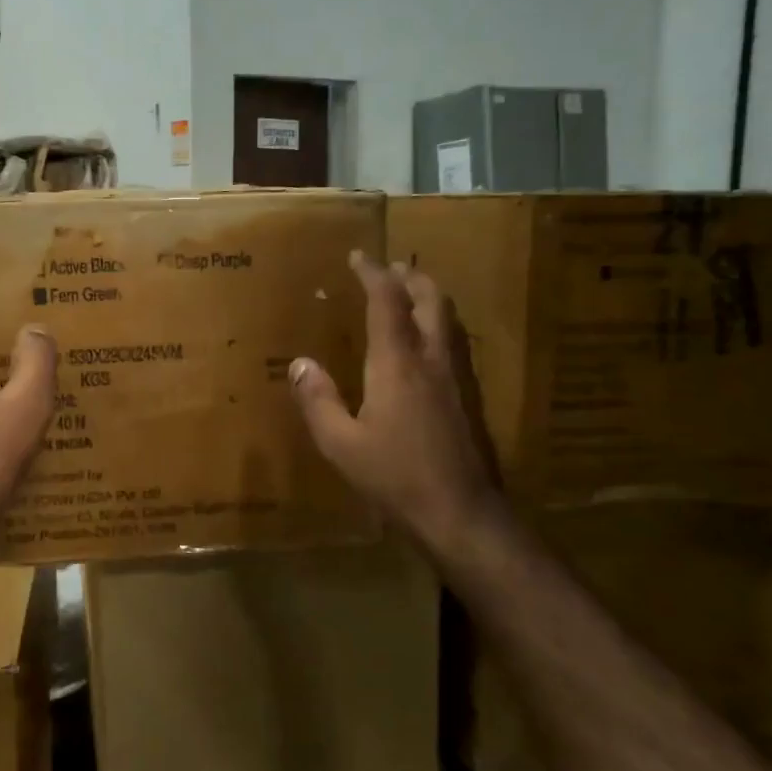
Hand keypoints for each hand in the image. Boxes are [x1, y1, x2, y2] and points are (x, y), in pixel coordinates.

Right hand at [290, 251, 503, 544]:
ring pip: (449, 319)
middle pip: (430, 299)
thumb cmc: (396, 477)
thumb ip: (318, 400)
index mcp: (397, 363)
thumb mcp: (341, 444)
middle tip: (390, 269)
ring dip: (429, 297)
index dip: (373, 273)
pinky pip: (456, 343)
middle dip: (410, 277)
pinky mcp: (471, 398)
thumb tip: (300, 363)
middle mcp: (432, 359)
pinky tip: (428, 345)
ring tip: (409, 296)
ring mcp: (458, 378)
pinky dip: (439, 325)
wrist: (463, 514)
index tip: (358, 256)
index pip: (387, 301)